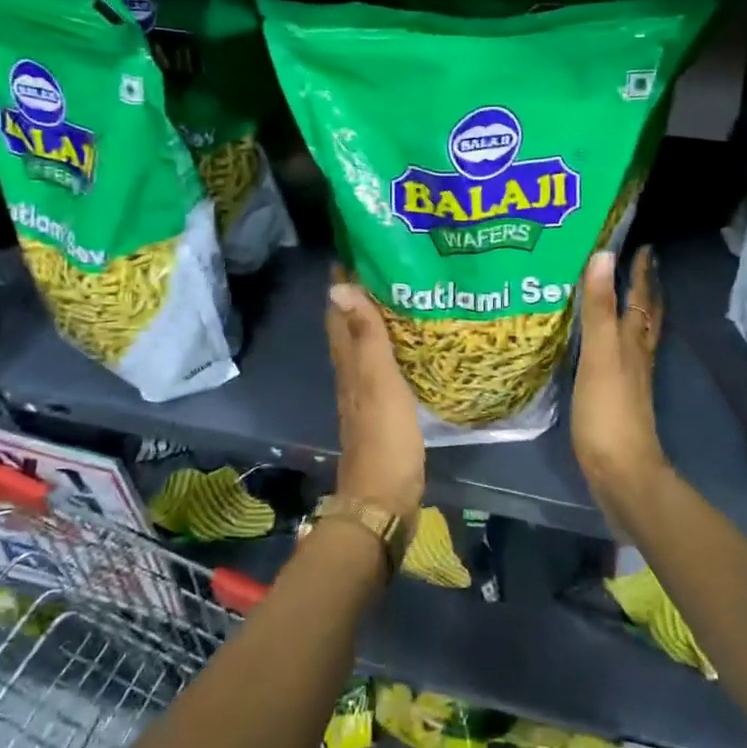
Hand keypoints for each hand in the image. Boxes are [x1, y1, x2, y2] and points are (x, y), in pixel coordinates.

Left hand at [326, 267, 425, 523]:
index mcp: (348, 363)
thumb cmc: (384, 436)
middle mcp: (351, 373)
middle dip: (359, 295)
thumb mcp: (377, 380)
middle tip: (384, 265)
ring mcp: (365, 393)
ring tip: (400, 295)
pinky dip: (390, 347)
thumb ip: (365, 335)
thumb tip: (338, 286)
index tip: (356, 249)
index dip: (342, 282)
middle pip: (348, 326)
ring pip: (365, 345)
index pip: (337, 312)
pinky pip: (382, 366)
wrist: (384, 498)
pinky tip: (408, 344)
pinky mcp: (383, 410)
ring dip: (375, 319)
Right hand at [574, 248, 668, 506]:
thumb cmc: (608, 410)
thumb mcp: (600, 354)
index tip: (644, 247)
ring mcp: (630, 379)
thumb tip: (604, 256)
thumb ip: (599, 308)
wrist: (620, 470)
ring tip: (625, 297)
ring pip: (636, 336)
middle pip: (646, 316)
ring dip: (634, 313)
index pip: (640, 298)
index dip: (641, 273)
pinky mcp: (618, 398)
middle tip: (641, 265)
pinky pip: (622, 356)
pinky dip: (618, 340)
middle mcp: (637, 355)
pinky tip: (607, 346)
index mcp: (633, 341)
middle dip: (645, 290)